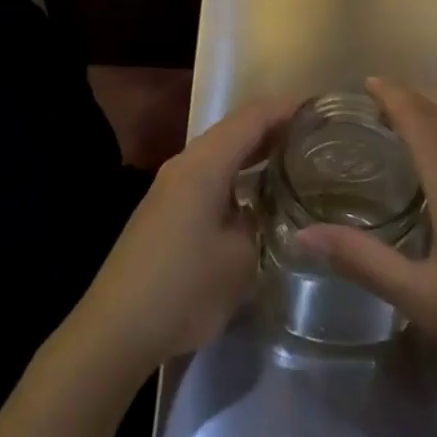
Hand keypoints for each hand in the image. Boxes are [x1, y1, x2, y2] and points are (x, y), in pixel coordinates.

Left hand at [73, 93, 296, 375]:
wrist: (117, 328)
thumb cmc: (184, 287)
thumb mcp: (239, 257)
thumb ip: (258, 220)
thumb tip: (263, 206)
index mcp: (204, 163)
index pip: (251, 117)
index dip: (286, 108)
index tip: (319, 108)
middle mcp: (185, 163)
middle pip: (234, 129)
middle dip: (273, 127)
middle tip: (313, 135)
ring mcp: (171, 186)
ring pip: (220, 152)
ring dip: (253, 151)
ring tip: (293, 158)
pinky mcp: (165, 209)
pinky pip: (209, 174)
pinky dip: (236, 172)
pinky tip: (255, 192)